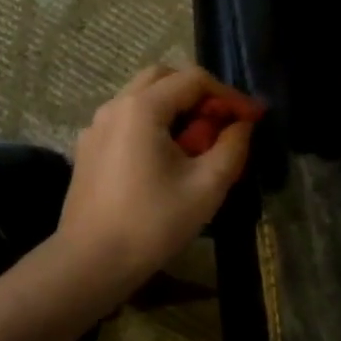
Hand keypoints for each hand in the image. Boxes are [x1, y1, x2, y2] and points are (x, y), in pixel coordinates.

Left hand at [58, 65, 263, 293]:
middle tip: (223, 123)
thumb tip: (242, 125)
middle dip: (199, 94)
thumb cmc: (152, 224)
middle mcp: (114, 106)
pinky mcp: (88, 149)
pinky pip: (126, 120)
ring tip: (198, 143)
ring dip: (175, 108)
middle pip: (164, 78)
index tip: (253, 119)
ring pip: (142, 98)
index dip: (229, 95)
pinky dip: (153, 124)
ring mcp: (96, 127)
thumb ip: (232, 147)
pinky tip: (166, 159)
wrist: (91, 262)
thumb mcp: (206, 187)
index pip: (194, 79)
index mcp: (142, 108)